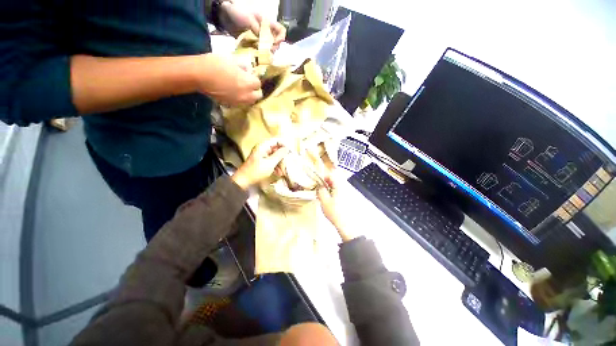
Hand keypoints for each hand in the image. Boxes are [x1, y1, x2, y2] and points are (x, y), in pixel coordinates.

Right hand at [196, 54, 261, 105]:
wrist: (199, 76)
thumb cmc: (215, 64)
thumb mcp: (231, 59)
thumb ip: (243, 65)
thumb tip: (247, 69)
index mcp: (248, 83)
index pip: (258, 83)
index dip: (253, 78)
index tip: (248, 74)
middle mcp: (246, 95)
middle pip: (258, 95)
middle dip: (255, 90)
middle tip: (248, 83)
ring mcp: (239, 101)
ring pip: (251, 101)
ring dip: (249, 96)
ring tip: (242, 89)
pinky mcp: (231, 104)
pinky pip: (241, 103)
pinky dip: (241, 99)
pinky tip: (234, 93)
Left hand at [220, 0, 285, 49]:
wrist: (224, 15)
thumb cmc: (237, 12)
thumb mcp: (249, 19)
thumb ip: (259, 31)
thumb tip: (267, 43)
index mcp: (267, 23)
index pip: (281, 30)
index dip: (280, 38)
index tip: (275, 44)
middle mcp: (265, 31)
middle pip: (276, 42)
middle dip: (273, 48)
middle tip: (267, 52)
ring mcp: (259, 38)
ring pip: (268, 48)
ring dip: (266, 53)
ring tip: (261, 55)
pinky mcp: (253, 43)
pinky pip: (260, 51)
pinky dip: (259, 55)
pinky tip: (257, 56)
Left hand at [232, 138, 289, 189]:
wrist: (243, 181)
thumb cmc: (256, 171)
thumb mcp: (270, 163)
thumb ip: (279, 155)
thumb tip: (287, 148)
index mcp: (263, 146)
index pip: (277, 140)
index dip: (285, 145)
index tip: (291, 152)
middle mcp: (263, 149)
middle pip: (277, 148)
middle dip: (283, 156)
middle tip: (288, 162)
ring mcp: (262, 155)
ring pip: (275, 156)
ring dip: (280, 162)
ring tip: (283, 170)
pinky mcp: (262, 162)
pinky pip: (272, 161)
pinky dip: (276, 166)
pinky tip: (279, 173)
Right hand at [317, 176, 355, 241]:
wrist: (346, 224)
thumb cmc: (335, 212)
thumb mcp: (324, 201)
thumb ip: (320, 191)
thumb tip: (319, 186)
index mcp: (339, 186)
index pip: (331, 175)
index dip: (323, 177)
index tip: (318, 182)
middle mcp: (344, 188)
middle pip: (334, 181)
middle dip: (326, 184)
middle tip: (320, 189)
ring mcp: (347, 193)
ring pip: (336, 187)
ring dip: (329, 189)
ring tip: (323, 196)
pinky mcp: (347, 199)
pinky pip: (339, 192)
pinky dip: (333, 194)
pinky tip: (329, 201)